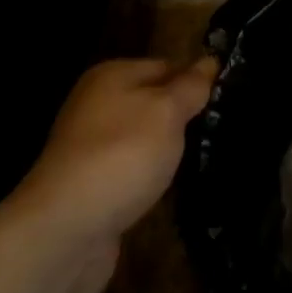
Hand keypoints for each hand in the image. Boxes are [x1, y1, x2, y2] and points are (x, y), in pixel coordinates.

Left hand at [10, 56, 215, 292]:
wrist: (65, 231)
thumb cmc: (122, 155)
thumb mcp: (168, 110)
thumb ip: (191, 86)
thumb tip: (210, 61)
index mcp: (111, 76)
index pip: (166, 66)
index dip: (196, 82)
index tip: (226, 102)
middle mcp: (96, 106)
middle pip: (153, 103)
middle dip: (183, 118)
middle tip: (220, 132)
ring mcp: (90, 149)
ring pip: (144, 140)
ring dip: (168, 152)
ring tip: (204, 161)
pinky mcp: (91, 188)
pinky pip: (132, 173)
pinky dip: (150, 180)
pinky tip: (172, 190)